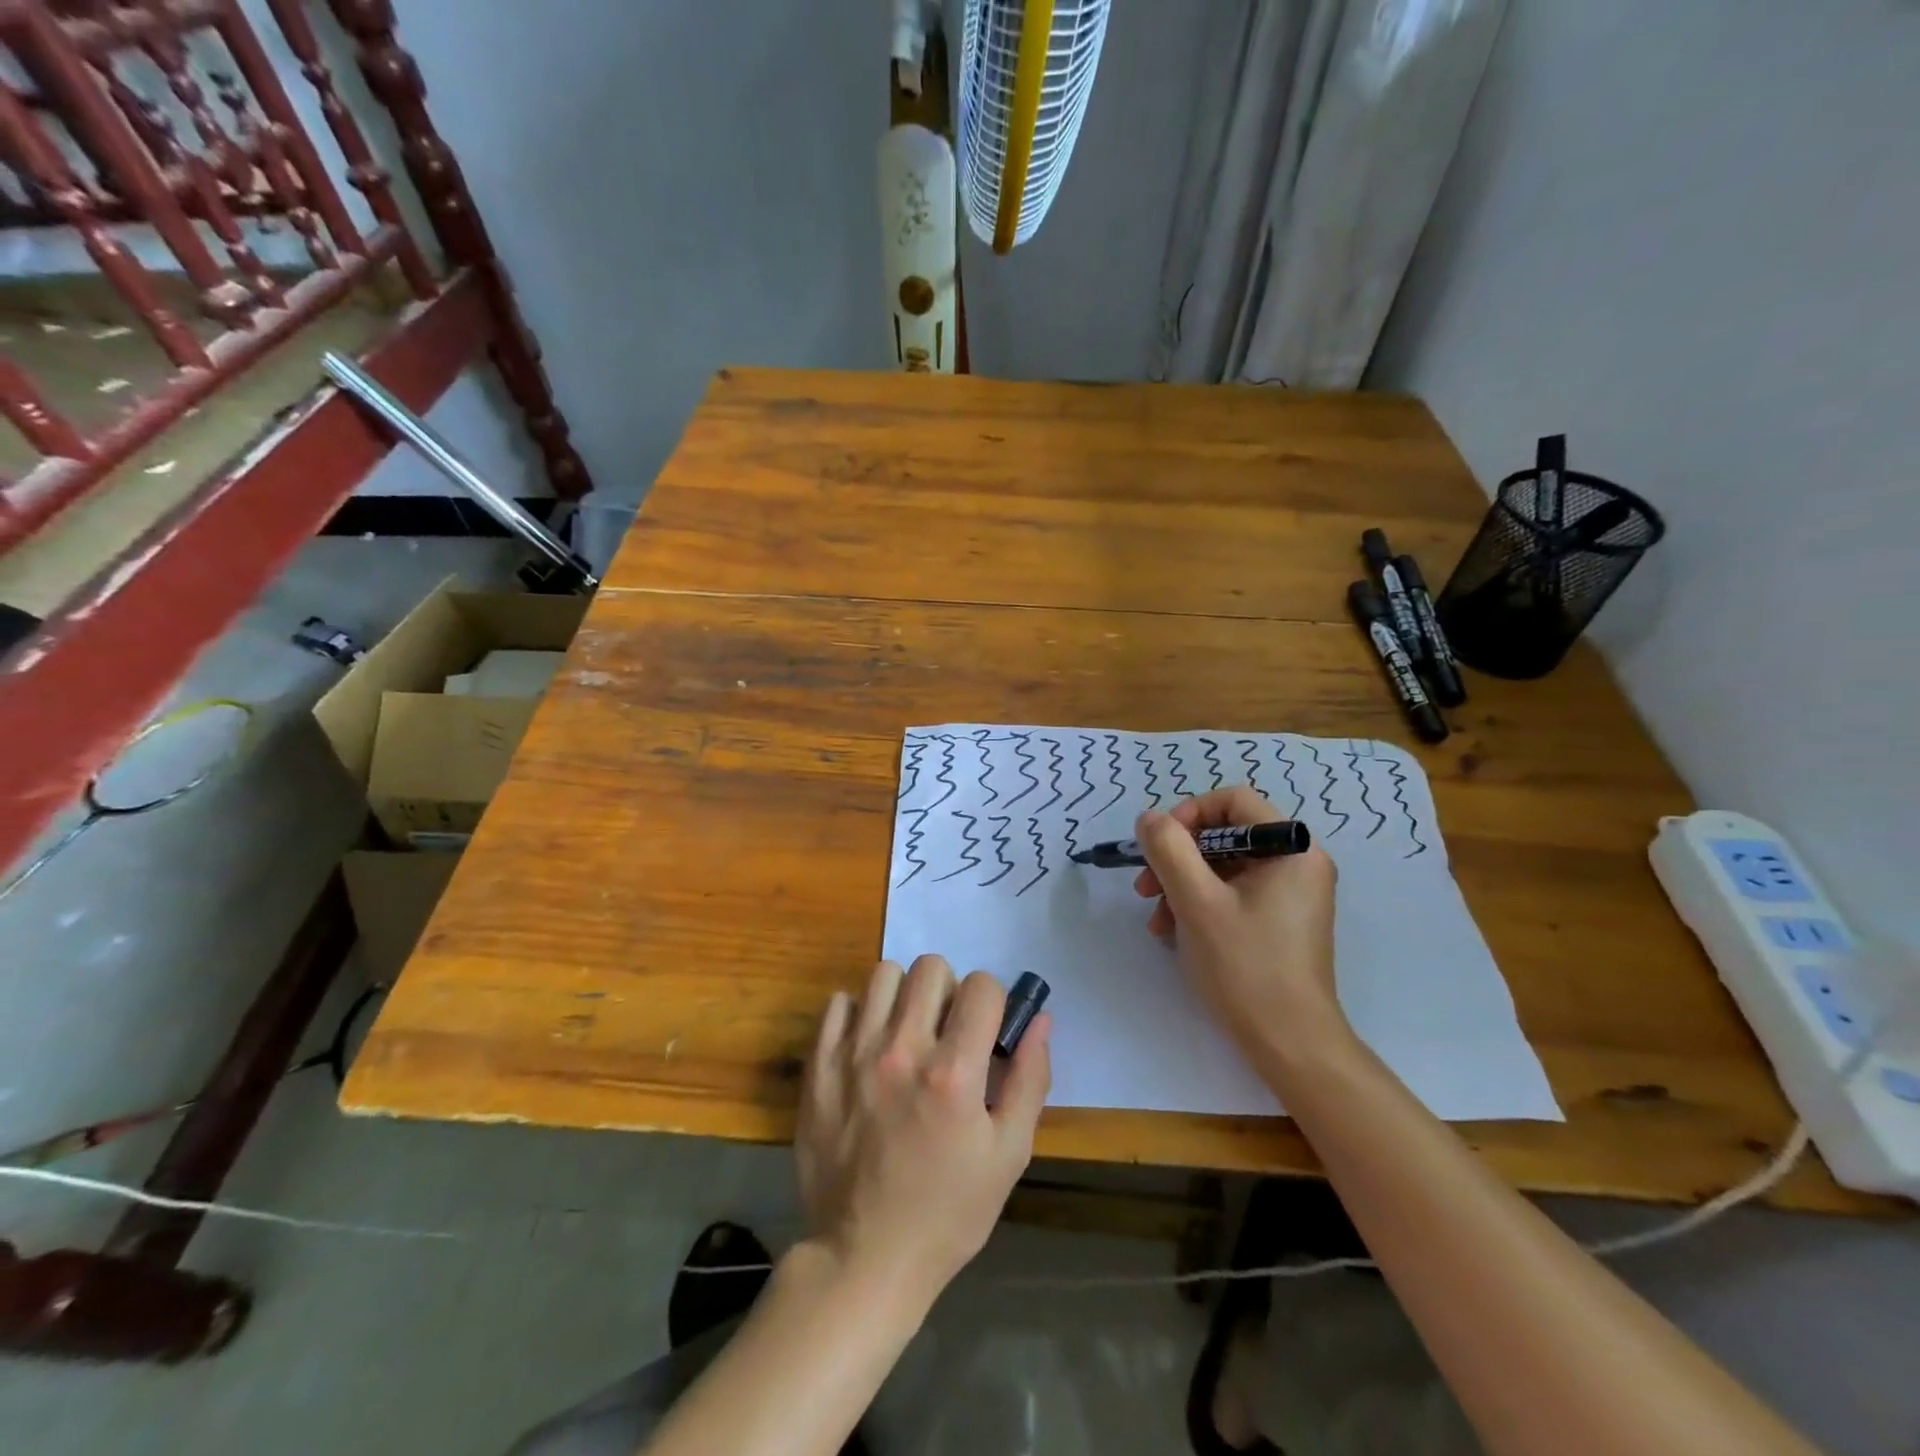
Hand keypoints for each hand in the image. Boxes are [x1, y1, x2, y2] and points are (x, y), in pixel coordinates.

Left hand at [796, 955, 1050, 1308]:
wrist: (864, 1258)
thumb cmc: (948, 1212)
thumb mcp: (1009, 1154)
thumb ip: (1030, 1078)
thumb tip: (1041, 1018)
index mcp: (954, 1073)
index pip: (982, 986)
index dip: (993, 1001)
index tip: (986, 1029)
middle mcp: (902, 1050)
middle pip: (931, 967)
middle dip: (949, 990)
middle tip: (947, 1030)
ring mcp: (854, 1053)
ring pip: (884, 974)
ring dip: (903, 994)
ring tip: (906, 1031)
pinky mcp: (819, 1065)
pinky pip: (838, 1002)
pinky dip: (857, 1013)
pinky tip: (868, 1044)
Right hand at [1133, 786, 1348, 1061]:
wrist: (1290, 1044)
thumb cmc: (1246, 966)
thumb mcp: (1196, 902)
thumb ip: (1168, 850)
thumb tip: (1149, 818)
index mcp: (1292, 848)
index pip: (1233, 801)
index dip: (1189, 814)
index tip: (1159, 846)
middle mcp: (1298, 862)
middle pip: (1224, 835)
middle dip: (1177, 858)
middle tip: (1145, 887)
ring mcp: (1290, 894)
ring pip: (1222, 866)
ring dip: (1180, 885)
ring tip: (1156, 919)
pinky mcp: (1279, 920)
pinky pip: (1232, 893)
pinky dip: (1198, 904)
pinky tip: (1173, 932)